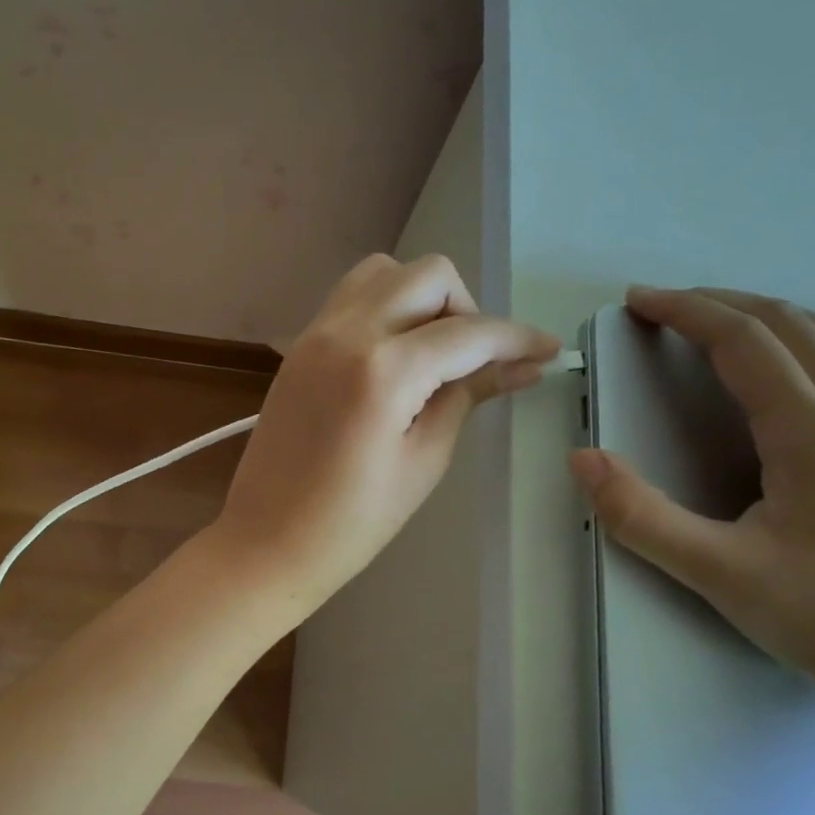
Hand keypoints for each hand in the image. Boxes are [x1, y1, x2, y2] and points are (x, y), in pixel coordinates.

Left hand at [213, 253, 557, 608]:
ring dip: (421, 298)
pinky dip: (385, 309)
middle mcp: (346, 332)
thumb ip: (468, 396)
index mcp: (383, 369)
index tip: (548, 351)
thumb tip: (521, 365)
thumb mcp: (423, 461)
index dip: (517, 338)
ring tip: (432, 354)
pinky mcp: (299, 347)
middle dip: (466, 308)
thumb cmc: (351, 522)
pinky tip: (395, 358)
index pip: (468, 332)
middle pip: (427, 276)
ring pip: (383, 273)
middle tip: (475, 361)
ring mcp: (315, 334)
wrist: (266, 541)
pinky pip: (351, 299)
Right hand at [570, 286, 814, 703]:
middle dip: (722, 305)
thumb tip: (581, 459)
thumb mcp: (715, 572)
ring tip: (731, 316)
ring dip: (779, 317)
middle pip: (789, 328)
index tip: (639, 300)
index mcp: (811, 433)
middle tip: (667, 306)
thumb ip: (639, 514)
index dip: (685, 311)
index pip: (742, 342)